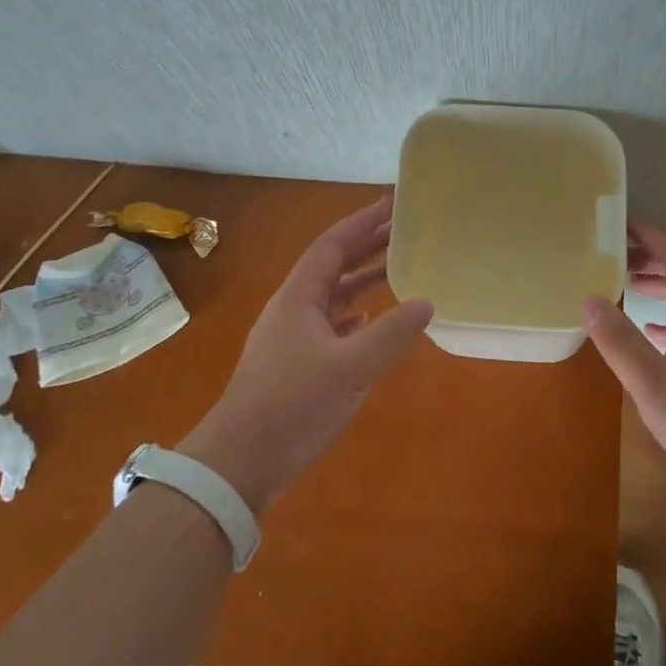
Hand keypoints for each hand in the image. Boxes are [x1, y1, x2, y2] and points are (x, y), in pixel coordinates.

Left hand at [180, 197, 432, 512]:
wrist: (240, 461)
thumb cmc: (292, 406)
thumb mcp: (349, 368)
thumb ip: (390, 335)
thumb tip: (426, 302)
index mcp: (299, 297)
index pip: (333, 245)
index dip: (363, 222)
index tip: (393, 204)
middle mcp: (293, 308)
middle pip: (333, 265)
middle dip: (367, 245)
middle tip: (404, 230)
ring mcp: (292, 337)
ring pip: (332, 296)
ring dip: (362, 280)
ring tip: (397, 269)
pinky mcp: (295, 363)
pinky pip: (330, 325)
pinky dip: (354, 315)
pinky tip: (370, 321)